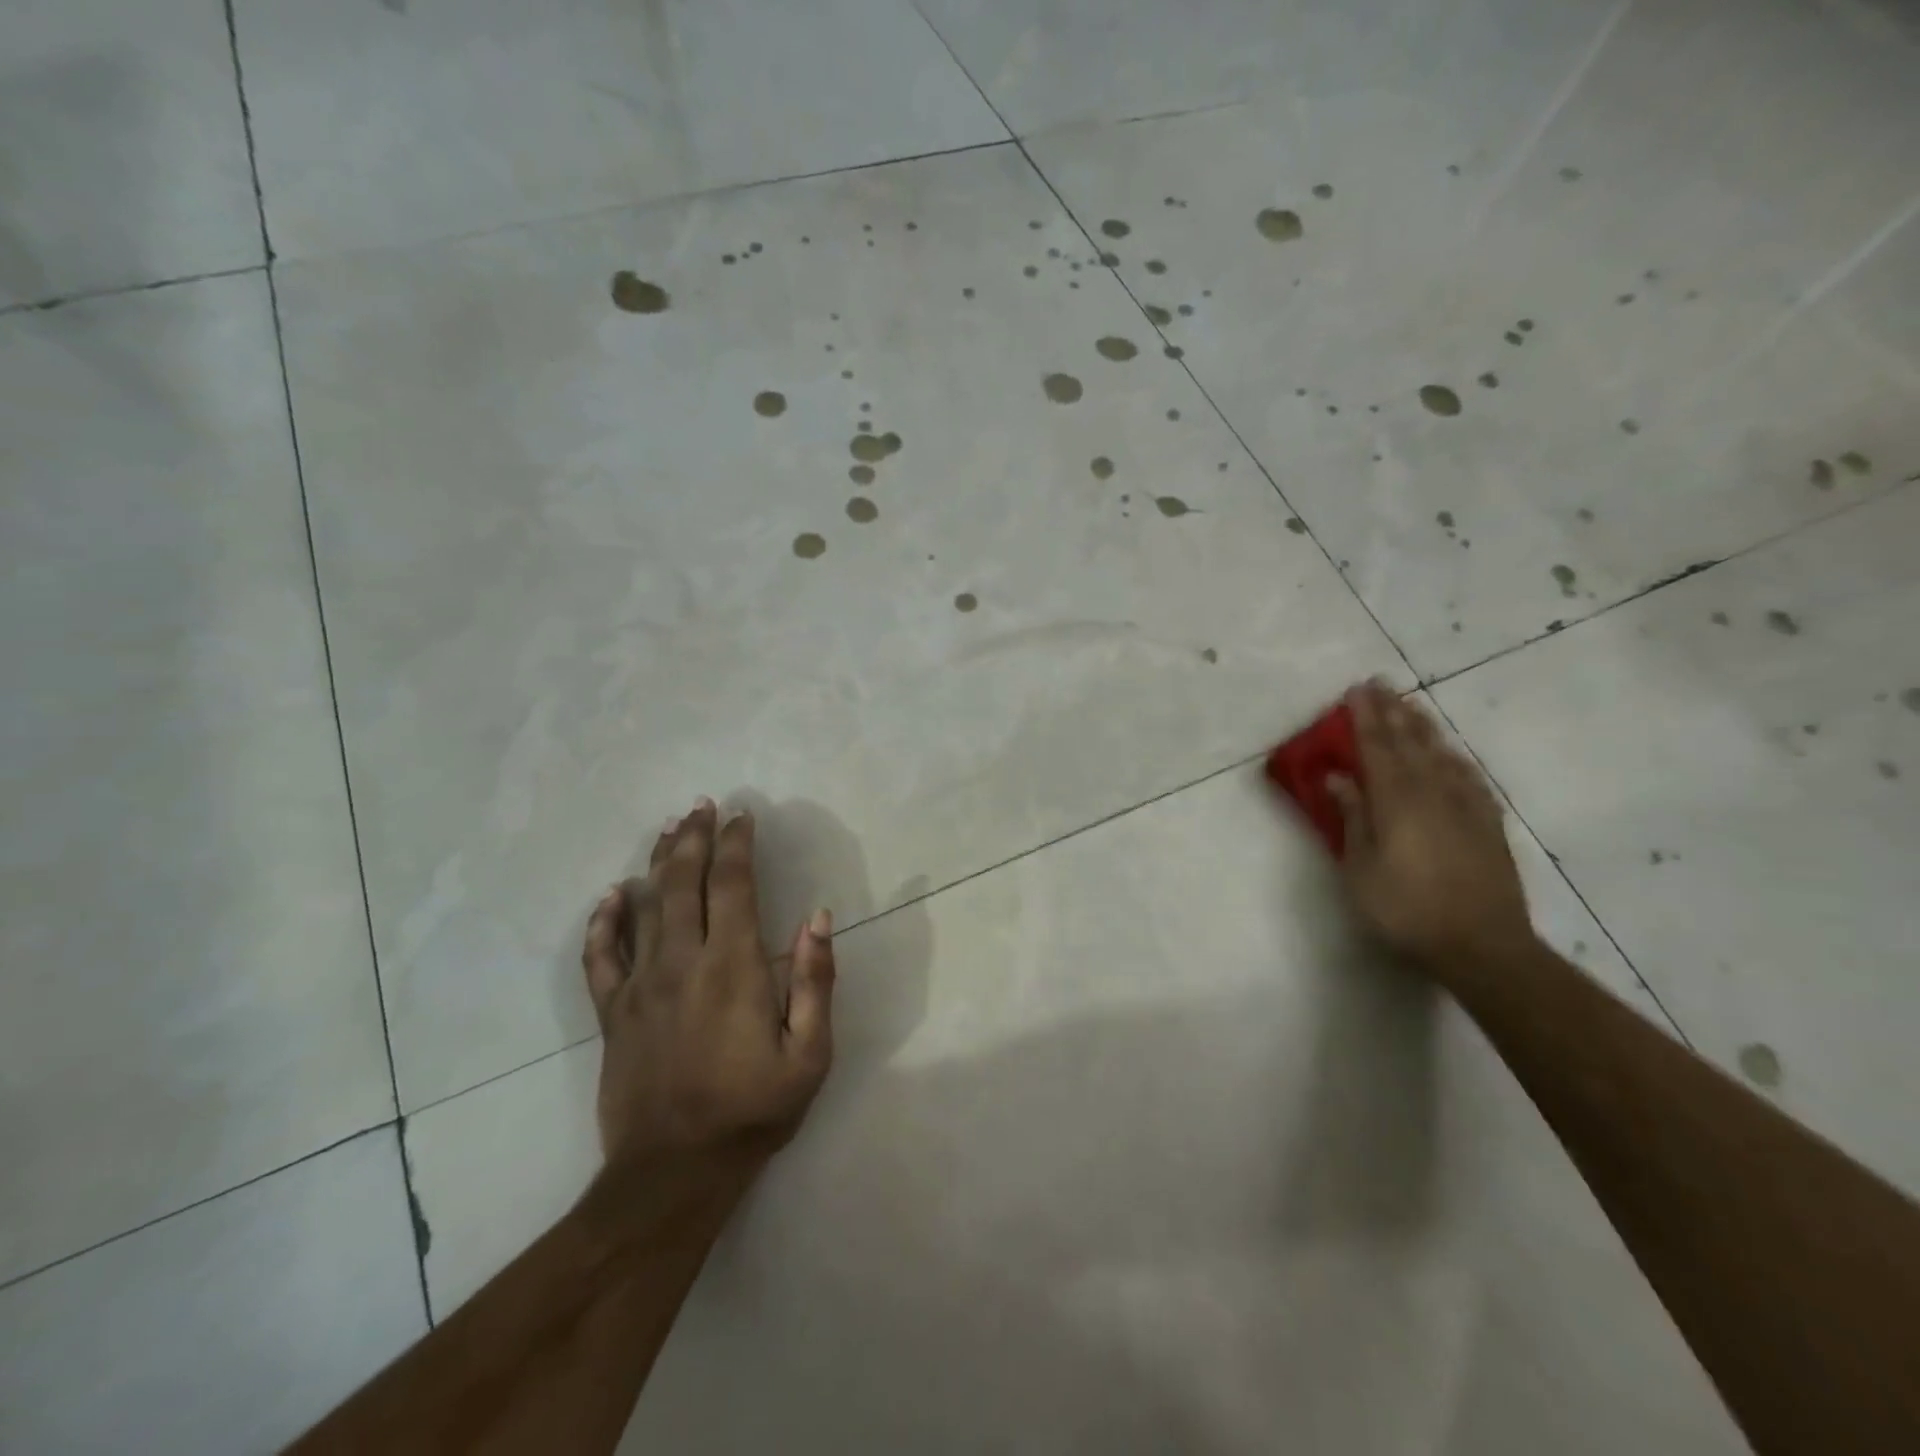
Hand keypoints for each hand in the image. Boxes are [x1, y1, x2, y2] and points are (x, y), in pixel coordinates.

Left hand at [581, 798, 835, 1176]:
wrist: (674, 1172)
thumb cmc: (753, 1111)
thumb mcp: (809, 1054)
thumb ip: (815, 981)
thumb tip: (818, 917)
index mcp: (732, 966)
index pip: (733, 885)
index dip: (738, 844)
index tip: (744, 816)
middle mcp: (682, 962)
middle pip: (683, 882)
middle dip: (695, 837)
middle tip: (703, 806)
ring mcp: (640, 985)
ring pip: (644, 906)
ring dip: (658, 862)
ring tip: (670, 828)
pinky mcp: (612, 1013)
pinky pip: (601, 956)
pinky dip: (603, 921)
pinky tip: (610, 896)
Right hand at [1328, 682, 1534, 980]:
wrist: (1482, 945)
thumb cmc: (1405, 910)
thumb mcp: (1361, 869)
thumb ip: (1353, 818)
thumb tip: (1339, 778)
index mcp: (1397, 802)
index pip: (1377, 748)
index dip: (1365, 718)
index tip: (1356, 689)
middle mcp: (1433, 793)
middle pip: (1411, 743)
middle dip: (1393, 711)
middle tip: (1381, 684)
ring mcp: (1466, 807)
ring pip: (1442, 755)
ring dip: (1424, 727)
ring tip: (1411, 706)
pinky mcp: (1488, 824)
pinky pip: (1470, 777)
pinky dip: (1456, 758)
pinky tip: (1452, 753)